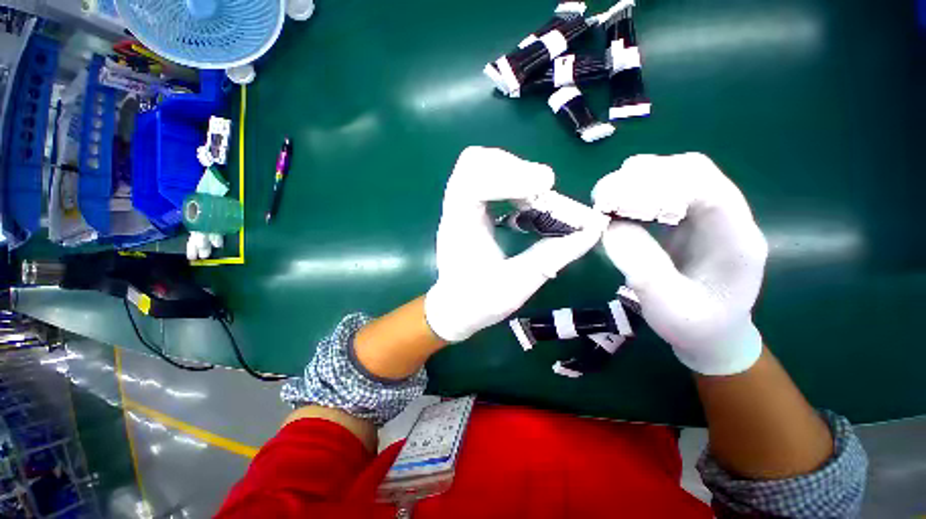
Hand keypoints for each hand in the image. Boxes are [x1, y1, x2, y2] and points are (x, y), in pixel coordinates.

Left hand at [425, 147, 605, 341]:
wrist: (455, 308)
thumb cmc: (478, 302)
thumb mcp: (517, 285)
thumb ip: (552, 257)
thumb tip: (591, 229)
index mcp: (459, 227)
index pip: (472, 182)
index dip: (508, 176)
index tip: (544, 187)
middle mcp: (455, 209)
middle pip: (474, 162)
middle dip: (513, 168)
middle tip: (542, 189)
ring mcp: (460, 206)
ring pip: (479, 165)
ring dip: (513, 171)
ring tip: (536, 194)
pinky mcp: (469, 208)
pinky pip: (485, 178)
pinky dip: (510, 181)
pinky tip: (525, 201)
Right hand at [592, 153, 767, 374]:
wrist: (711, 332)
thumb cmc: (694, 326)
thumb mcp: (668, 309)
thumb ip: (644, 270)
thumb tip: (610, 226)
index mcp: (736, 242)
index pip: (709, 190)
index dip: (661, 186)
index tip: (615, 200)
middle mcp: (728, 217)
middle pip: (694, 170)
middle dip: (645, 176)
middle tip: (603, 197)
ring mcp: (709, 214)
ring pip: (679, 173)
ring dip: (639, 179)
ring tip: (606, 199)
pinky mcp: (690, 217)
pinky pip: (666, 189)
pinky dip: (638, 190)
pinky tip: (619, 205)